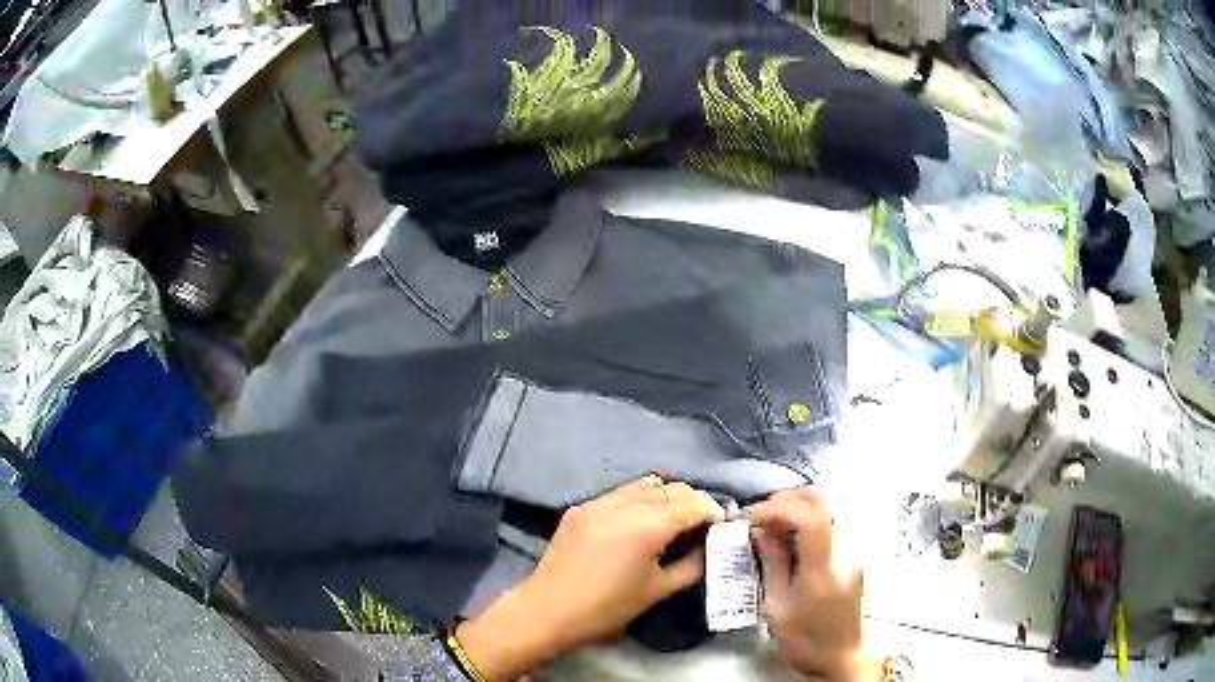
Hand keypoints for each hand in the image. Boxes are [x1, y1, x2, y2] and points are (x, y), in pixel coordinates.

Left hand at [457, 476, 724, 679]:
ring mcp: (599, 502)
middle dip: (693, 503)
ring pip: (645, 485)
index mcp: (648, 525)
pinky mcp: (580, 507)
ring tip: (668, 524)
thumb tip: (711, 551)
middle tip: (698, 529)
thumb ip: (691, 566)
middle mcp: (625, 503)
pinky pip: (619, 494)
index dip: (713, 513)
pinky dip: (637, 502)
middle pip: (673, 488)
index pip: (695, 503)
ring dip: (665, 498)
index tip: (720, 529)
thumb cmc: (606, 609)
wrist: (546, 611)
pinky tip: (635, 526)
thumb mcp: (656, 591)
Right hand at [749, 489, 878, 681]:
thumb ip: (772, 565)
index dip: (779, 508)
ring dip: (795, 509)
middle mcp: (844, 553)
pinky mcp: (851, 557)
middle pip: (822, 505)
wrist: (839, 658)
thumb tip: (760, 532)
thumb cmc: (804, 641)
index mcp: (824, 570)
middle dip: (786, 501)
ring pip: (826, 511)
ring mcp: (852, 553)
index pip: (811, 519)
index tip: (752, 517)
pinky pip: (828, 526)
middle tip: (758, 516)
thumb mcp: (778, 608)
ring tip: (768, 525)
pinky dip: (805, 522)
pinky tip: (786, 537)